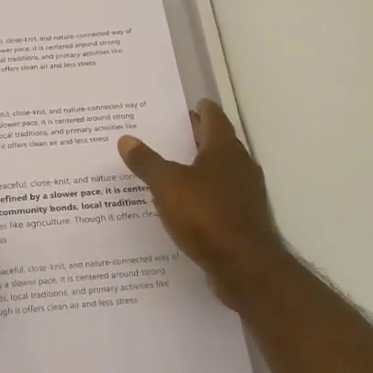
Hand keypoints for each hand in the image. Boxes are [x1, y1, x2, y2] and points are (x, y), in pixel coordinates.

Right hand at [119, 100, 285, 307]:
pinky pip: (221, 197)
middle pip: (218, 143)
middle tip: (170, 134)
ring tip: (171, 168)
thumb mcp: (167, 185)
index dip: (200, 109)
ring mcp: (246, 194)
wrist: (245, 266)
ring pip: (220, 171)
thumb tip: (126, 139)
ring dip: (200, 167)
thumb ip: (146, 162)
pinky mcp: (244, 219)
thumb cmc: (206, 215)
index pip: (214, 117)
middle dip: (196, 137)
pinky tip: (184, 204)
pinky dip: (204, 193)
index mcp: (224, 149)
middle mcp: (240, 165)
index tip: (186, 105)